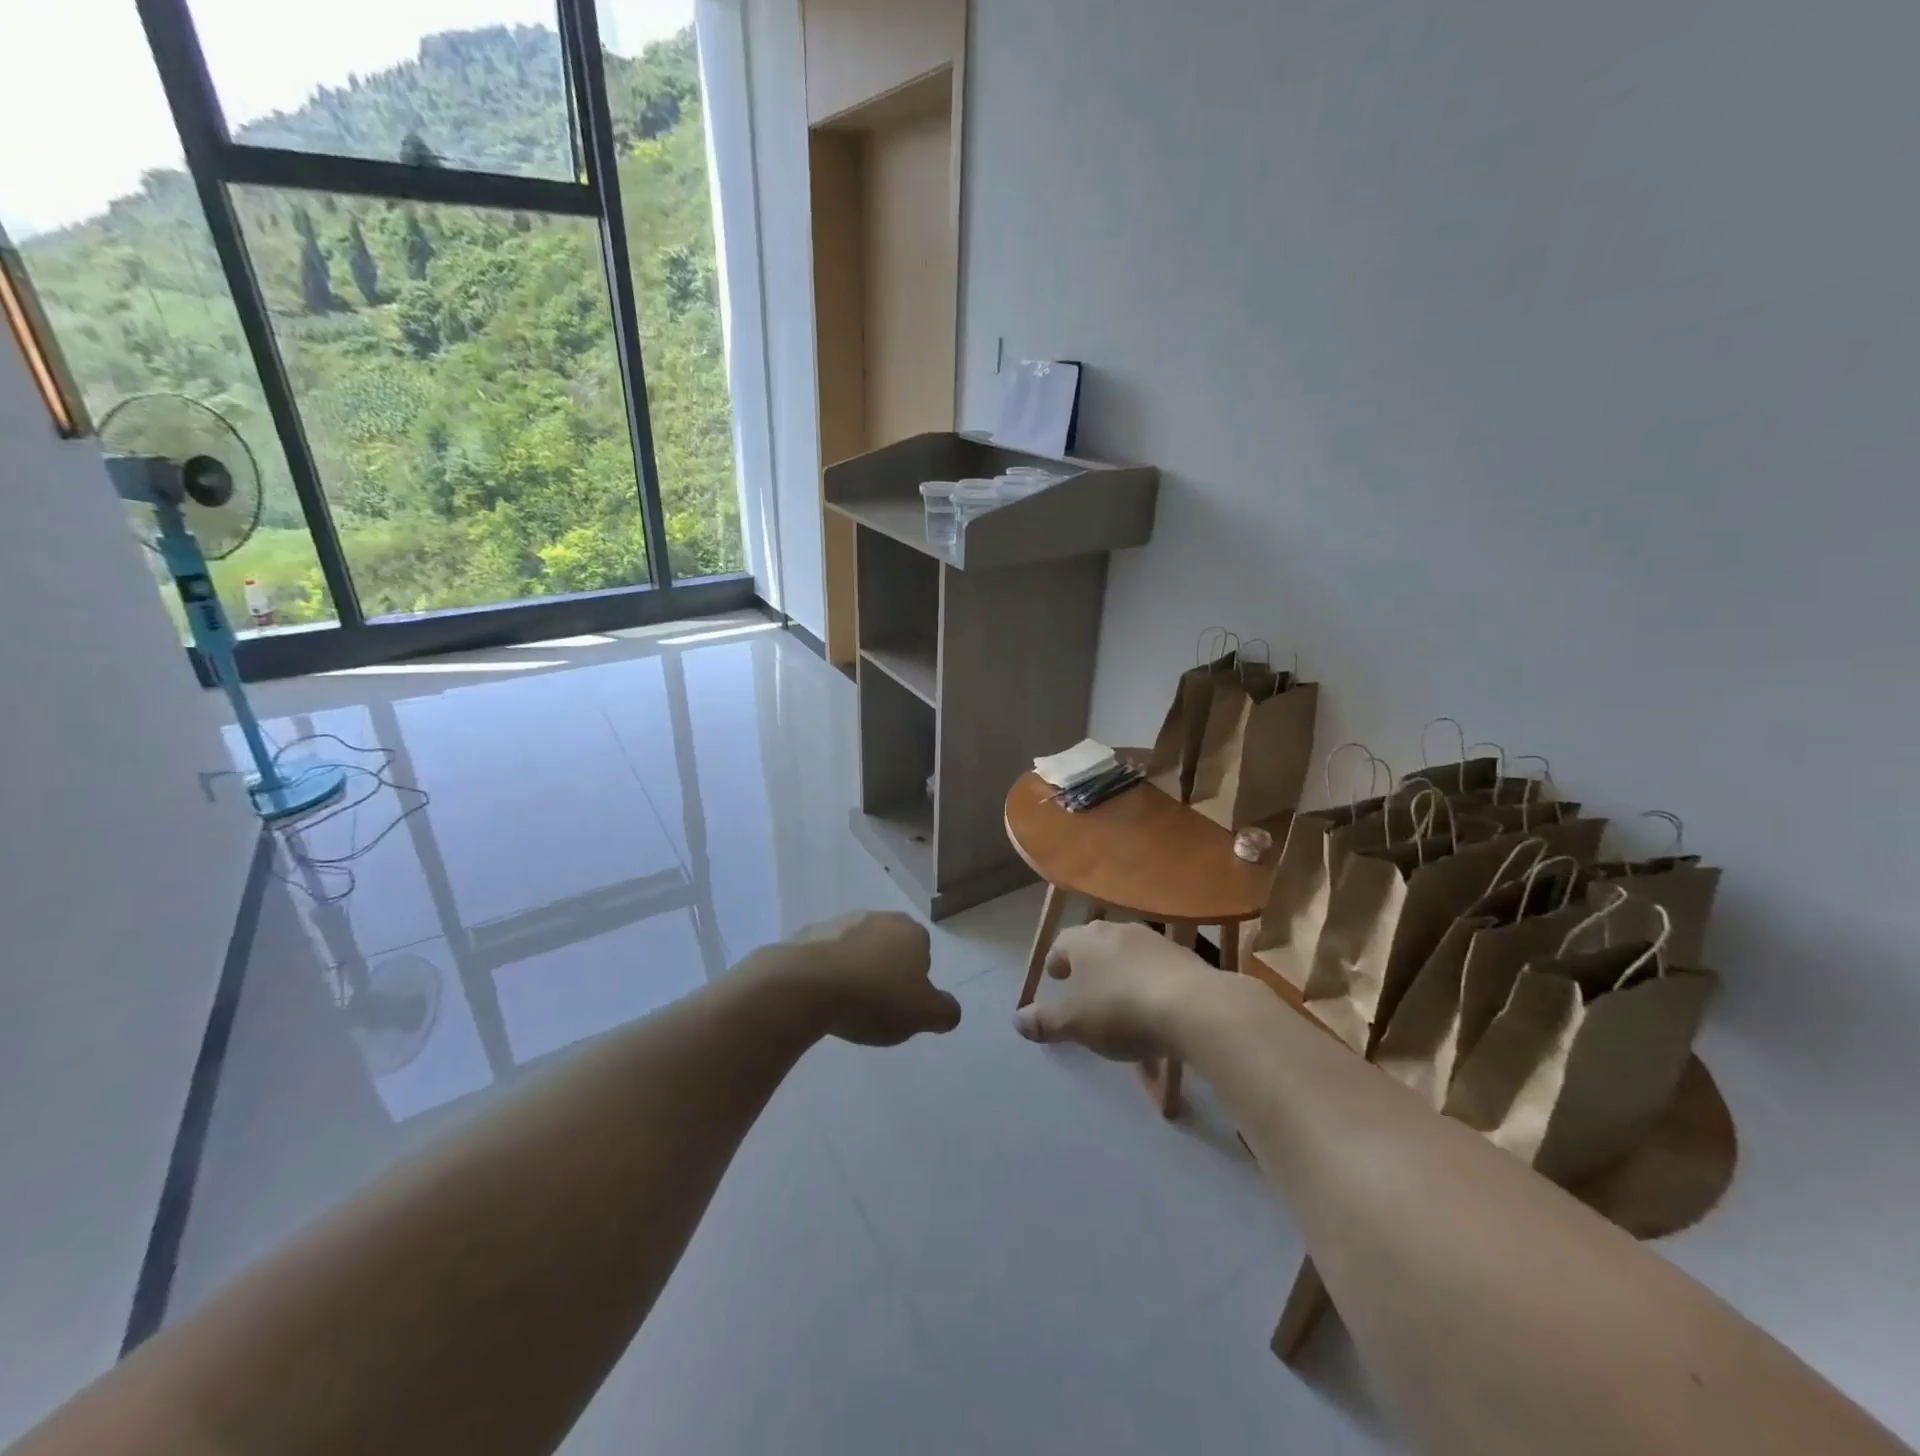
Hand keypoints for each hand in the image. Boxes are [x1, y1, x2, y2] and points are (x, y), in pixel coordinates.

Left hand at [783, 911, 960, 1045]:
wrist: (808, 985)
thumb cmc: (875, 998)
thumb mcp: (924, 1014)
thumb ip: (945, 1012)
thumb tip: (949, 1009)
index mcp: (910, 931)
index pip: (922, 952)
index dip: (914, 980)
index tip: (901, 1004)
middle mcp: (877, 917)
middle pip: (888, 947)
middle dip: (884, 970)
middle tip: (875, 1005)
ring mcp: (839, 922)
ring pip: (855, 948)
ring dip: (854, 969)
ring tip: (845, 1005)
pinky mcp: (807, 935)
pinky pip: (824, 956)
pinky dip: (825, 971)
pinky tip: (820, 996)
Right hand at [1014, 921, 1216, 1060]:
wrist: (1195, 1007)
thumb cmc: (1121, 1010)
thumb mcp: (1074, 1023)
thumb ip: (1044, 1021)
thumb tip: (1017, 1020)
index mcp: (1085, 939)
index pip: (1062, 943)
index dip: (1056, 961)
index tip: (1055, 979)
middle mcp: (1117, 930)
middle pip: (1095, 943)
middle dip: (1087, 964)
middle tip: (1084, 988)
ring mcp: (1154, 940)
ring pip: (1127, 953)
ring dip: (1119, 972)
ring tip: (1120, 1001)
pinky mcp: (1184, 957)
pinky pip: (1155, 968)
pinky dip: (1148, 982)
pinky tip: (1153, 1009)